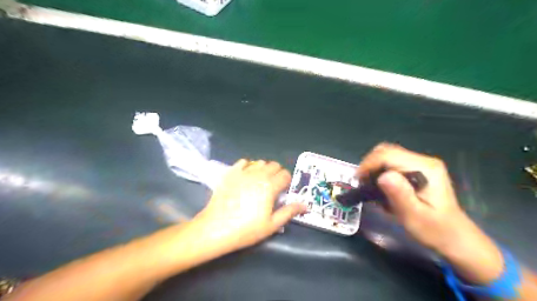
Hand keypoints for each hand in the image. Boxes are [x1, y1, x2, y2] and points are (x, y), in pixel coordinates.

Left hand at [194, 160, 306, 253]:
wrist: (216, 228)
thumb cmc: (246, 229)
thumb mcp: (271, 225)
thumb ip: (289, 212)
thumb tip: (305, 205)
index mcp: (270, 186)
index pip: (285, 175)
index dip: (287, 182)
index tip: (283, 191)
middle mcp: (258, 175)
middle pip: (274, 165)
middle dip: (277, 173)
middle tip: (273, 187)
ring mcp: (243, 172)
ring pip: (260, 162)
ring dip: (264, 169)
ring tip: (260, 181)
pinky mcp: (230, 173)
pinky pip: (243, 162)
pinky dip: (248, 166)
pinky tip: (246, 176)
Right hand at [356, 144, 504, 284]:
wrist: (453, 237)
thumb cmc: (434, 230)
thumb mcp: (415, 216)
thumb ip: (400, 195)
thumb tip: (383, 176)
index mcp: (425, 168)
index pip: (388, 155)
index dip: (369, 164)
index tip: (358, 180)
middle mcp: (423, 161)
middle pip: (386, 151)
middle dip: (369, 164)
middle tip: (362, 182)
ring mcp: (419, 164)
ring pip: (386, 155)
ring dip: (373, 168)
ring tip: (369, 186)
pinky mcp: (415, 169)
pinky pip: (390, 163)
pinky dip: (379, 171)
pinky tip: (380, 186)